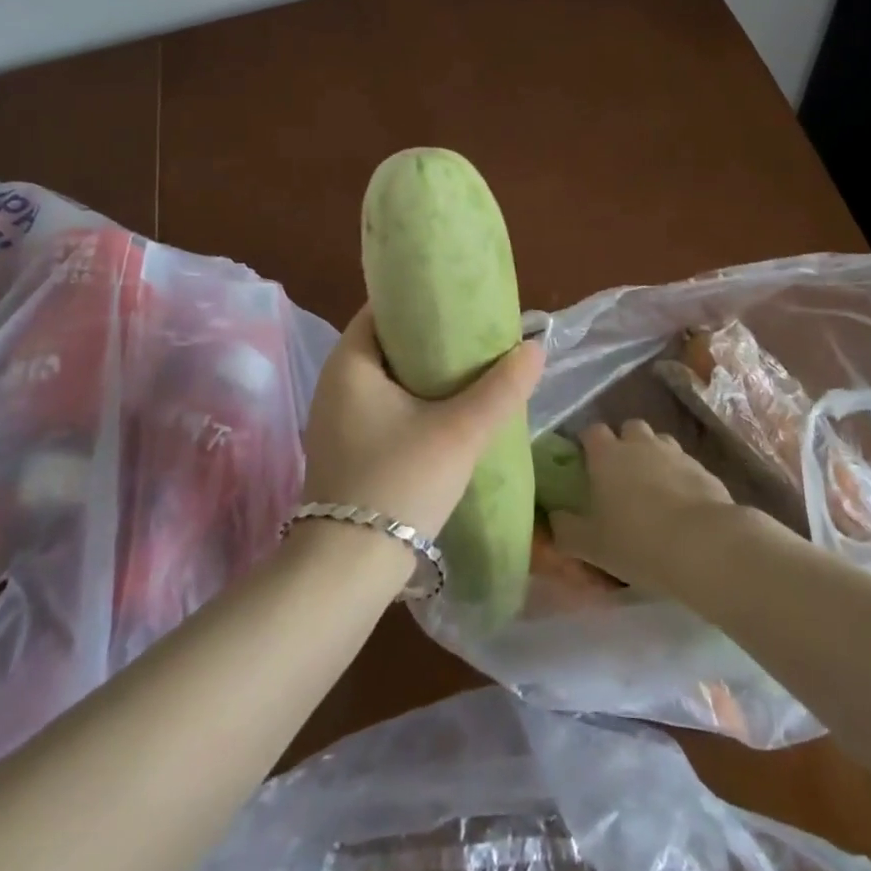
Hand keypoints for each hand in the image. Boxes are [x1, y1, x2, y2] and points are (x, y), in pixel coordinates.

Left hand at [300, 305, 544, 537]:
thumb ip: (501, 388)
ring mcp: (335, 420)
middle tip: (474, 336)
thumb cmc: (399, 482)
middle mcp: (334, 383)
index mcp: (349, 362)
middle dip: (429, 339)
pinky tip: (443, 415)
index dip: (420, 300)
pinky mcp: (343, 450)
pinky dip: (410, 402)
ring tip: (468, 372)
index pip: (382, 309)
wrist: (346, 570)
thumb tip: (536, 346)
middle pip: (386, 344)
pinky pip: (380, 407)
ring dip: (422, 374)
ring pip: (385, 379)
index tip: (459, 301)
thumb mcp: (460, 432)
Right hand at [550, 420, 735, 592]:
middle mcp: (639, 444)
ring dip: (654, 457)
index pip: (591, 431)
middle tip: (622, 474)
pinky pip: (686, 465)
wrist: (703, 545)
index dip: (588, 443)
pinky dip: (681, 477)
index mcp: (607, 455)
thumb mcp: (590, 545)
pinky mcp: (704, 470)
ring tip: (653, 489)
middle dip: (625, 443)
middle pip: (629, 428)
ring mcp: (675, 453)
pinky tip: (682, 506)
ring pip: (660, 442)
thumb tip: (553, 518)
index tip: (586, 463)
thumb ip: (565, 530)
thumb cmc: (637, 541)